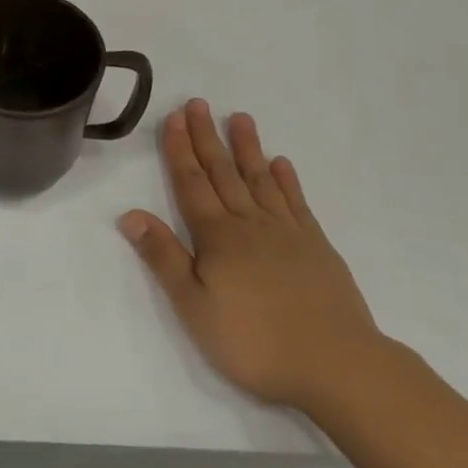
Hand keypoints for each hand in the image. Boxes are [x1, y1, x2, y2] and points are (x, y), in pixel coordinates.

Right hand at [119, 100, 387, 414]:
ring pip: (260, 180)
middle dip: (207, 138)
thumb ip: (164, 258)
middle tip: (198, 104)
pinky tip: (281, 163)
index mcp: (217, 237)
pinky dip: (286, 180)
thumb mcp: (194, 307)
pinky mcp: (316, 246)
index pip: (192, 184)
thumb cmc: (253, 341)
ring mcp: (287, 232)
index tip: (174, 118)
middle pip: (223, 173)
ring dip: (247, 148)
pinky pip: (296, 202)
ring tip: (240, 118)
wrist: (336, 364)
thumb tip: (130, 215)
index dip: (180, 151)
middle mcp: (250, 224)